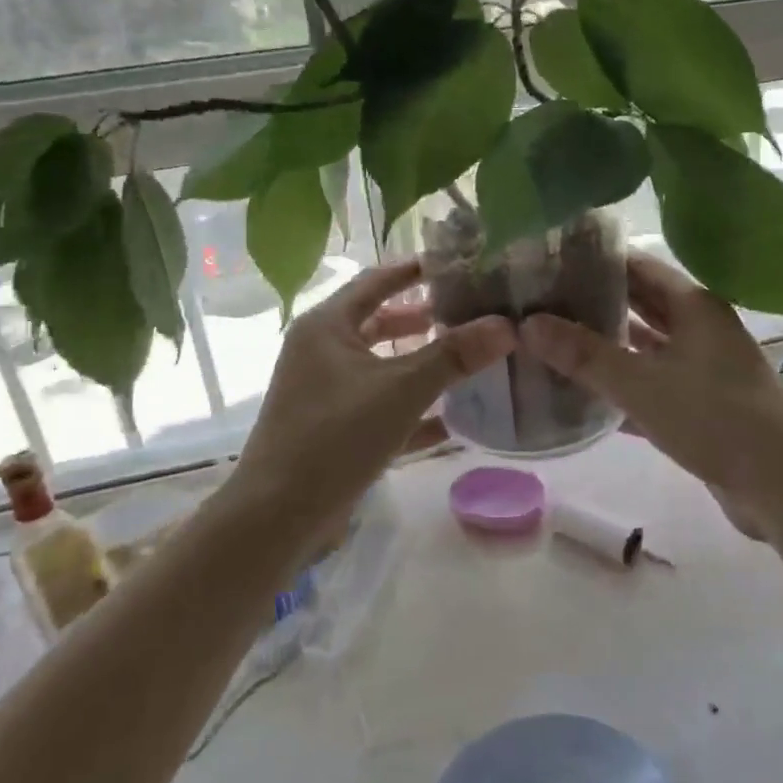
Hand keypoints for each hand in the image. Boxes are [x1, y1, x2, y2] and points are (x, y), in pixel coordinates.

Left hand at [232, 259, 514, 525]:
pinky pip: (377, 406)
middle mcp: (320, 352)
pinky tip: (449, 420)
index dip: (414, 270)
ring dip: (417, 362)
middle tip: (466, 314)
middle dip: (421, 319)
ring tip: (464, 359)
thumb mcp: (401, 390)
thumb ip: (454, 356)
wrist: (276, 518)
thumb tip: (506, 325)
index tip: (454, 263)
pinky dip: (409, 407)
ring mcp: (322, 392)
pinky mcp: (330, 429)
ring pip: (379, 366)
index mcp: (327, 327)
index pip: (375, 282)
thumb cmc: (336, 436)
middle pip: (377, 323)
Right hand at [520, 253, 782, 537]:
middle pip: (641, 304)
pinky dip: (623, 385)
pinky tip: (585, 395)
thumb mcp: (642, 385)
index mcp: (694, 305)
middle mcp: (700, 327)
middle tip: (543, 302)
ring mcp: (704, 366)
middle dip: (596, 303)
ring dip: (607, 346)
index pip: (638, 266)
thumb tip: (529, 324)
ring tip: (555, 342)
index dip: (596, 262)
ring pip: (646, 347)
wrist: (782, 487)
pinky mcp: (702, 403)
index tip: (551, 262)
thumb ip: (584, 355)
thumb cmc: (714, 419)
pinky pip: (654, 383)